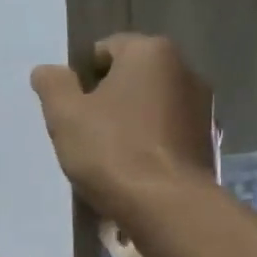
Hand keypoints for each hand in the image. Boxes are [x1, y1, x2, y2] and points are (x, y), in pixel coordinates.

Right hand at [30, 34, 218, 221]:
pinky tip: (132, 172)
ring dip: (128, 123)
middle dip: (106, 99)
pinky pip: (166, 135)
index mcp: (151, 53)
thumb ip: (53, 85)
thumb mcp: (65, 115)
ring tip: (106, 157)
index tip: (70, 107)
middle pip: (131, 78)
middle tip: (83, 131)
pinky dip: (149, 145)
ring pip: (149, 107)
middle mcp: (185, 70)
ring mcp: (203, 108)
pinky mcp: (208, 143)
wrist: (167, 207)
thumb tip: (47, 70)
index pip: (105, 49)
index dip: (81, 77)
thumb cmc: (112, 150)